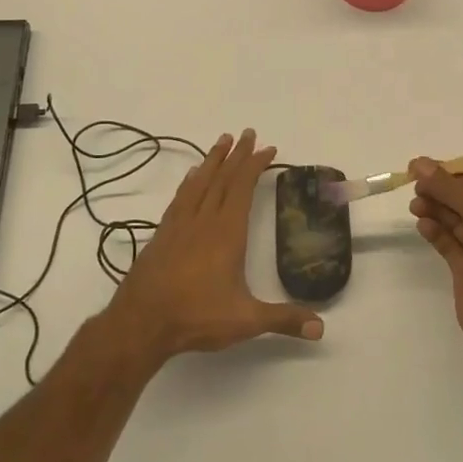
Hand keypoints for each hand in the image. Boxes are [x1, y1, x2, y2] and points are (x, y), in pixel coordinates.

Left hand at [109, 130, 324, 365]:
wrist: (141, 322)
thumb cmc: (196, 317)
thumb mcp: (246, 321)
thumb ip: (284, 320)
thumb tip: (321, 328)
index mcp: (227, 232)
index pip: (243, 188)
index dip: (255, 165)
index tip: (268, 149)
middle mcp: (204, 220)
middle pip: (222, 178)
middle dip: (238, 154)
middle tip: (249, 133)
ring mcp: (180, 225)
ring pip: (199, 182)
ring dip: (213, 160)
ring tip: (222, 140)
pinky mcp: (162, 234)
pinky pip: (180, 197)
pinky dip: (190, 181)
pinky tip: (192, 175)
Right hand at [409, 158, 462, 362]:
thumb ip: (450, 188)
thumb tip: (421, 164)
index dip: (450, 174)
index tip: (421, 167)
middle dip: (440, 192)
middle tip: (414, 186)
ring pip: (455, 223)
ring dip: (435, 210)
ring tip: (415, 205)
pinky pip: (448, 245)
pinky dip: (435, 233)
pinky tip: (422, 225)